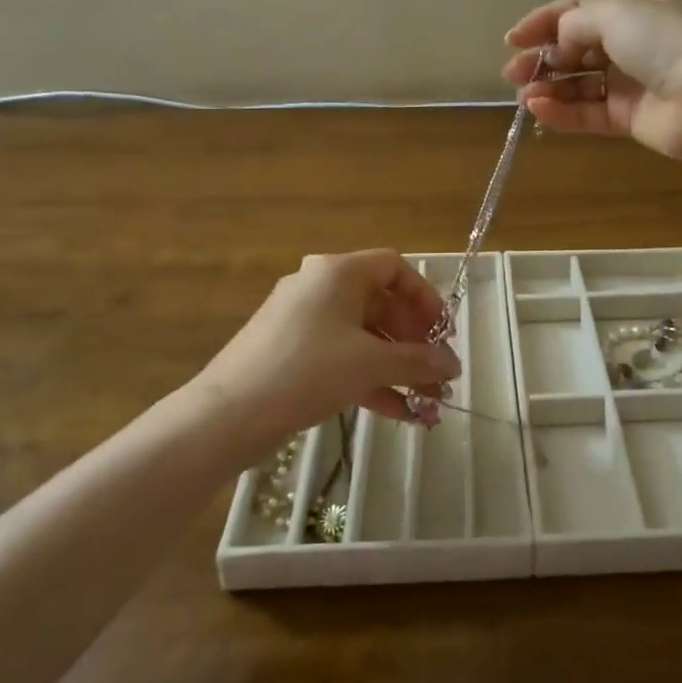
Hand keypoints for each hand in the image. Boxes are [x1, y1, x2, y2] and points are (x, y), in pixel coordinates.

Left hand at [194, 250, 460, 457]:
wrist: (228, 414)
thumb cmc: (307, 370)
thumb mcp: (370, 363)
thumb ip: (417, 361)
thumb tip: (453, 365)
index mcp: (338, 273)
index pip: (394, 268)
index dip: (426, 297)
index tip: (444, 331)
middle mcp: (321, 288)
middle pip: (382, 306)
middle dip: (415, 343)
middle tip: (440, 373)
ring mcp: (305, 323)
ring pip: (365, 338)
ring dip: (399, 368)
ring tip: (429, 401)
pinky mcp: (293, 355)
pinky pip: (344, 359)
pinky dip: (372, 380)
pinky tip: (401, 413)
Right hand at [502, 0, 681, 162]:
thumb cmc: (659, 46)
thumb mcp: (615, 15)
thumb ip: (576, 24)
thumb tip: (558, 43)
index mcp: (627, 14)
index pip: (576, 13)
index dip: (542, 23)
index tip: (513, 39)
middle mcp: (625, 47)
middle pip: (572, 51)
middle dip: (540, 60)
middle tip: (513, 72)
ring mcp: (625, 84)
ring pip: (576, 85)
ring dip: (547, 89)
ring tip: (524, 96)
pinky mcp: (625, 118)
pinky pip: (585, 113)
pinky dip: (561, 112)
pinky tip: (539, 110)